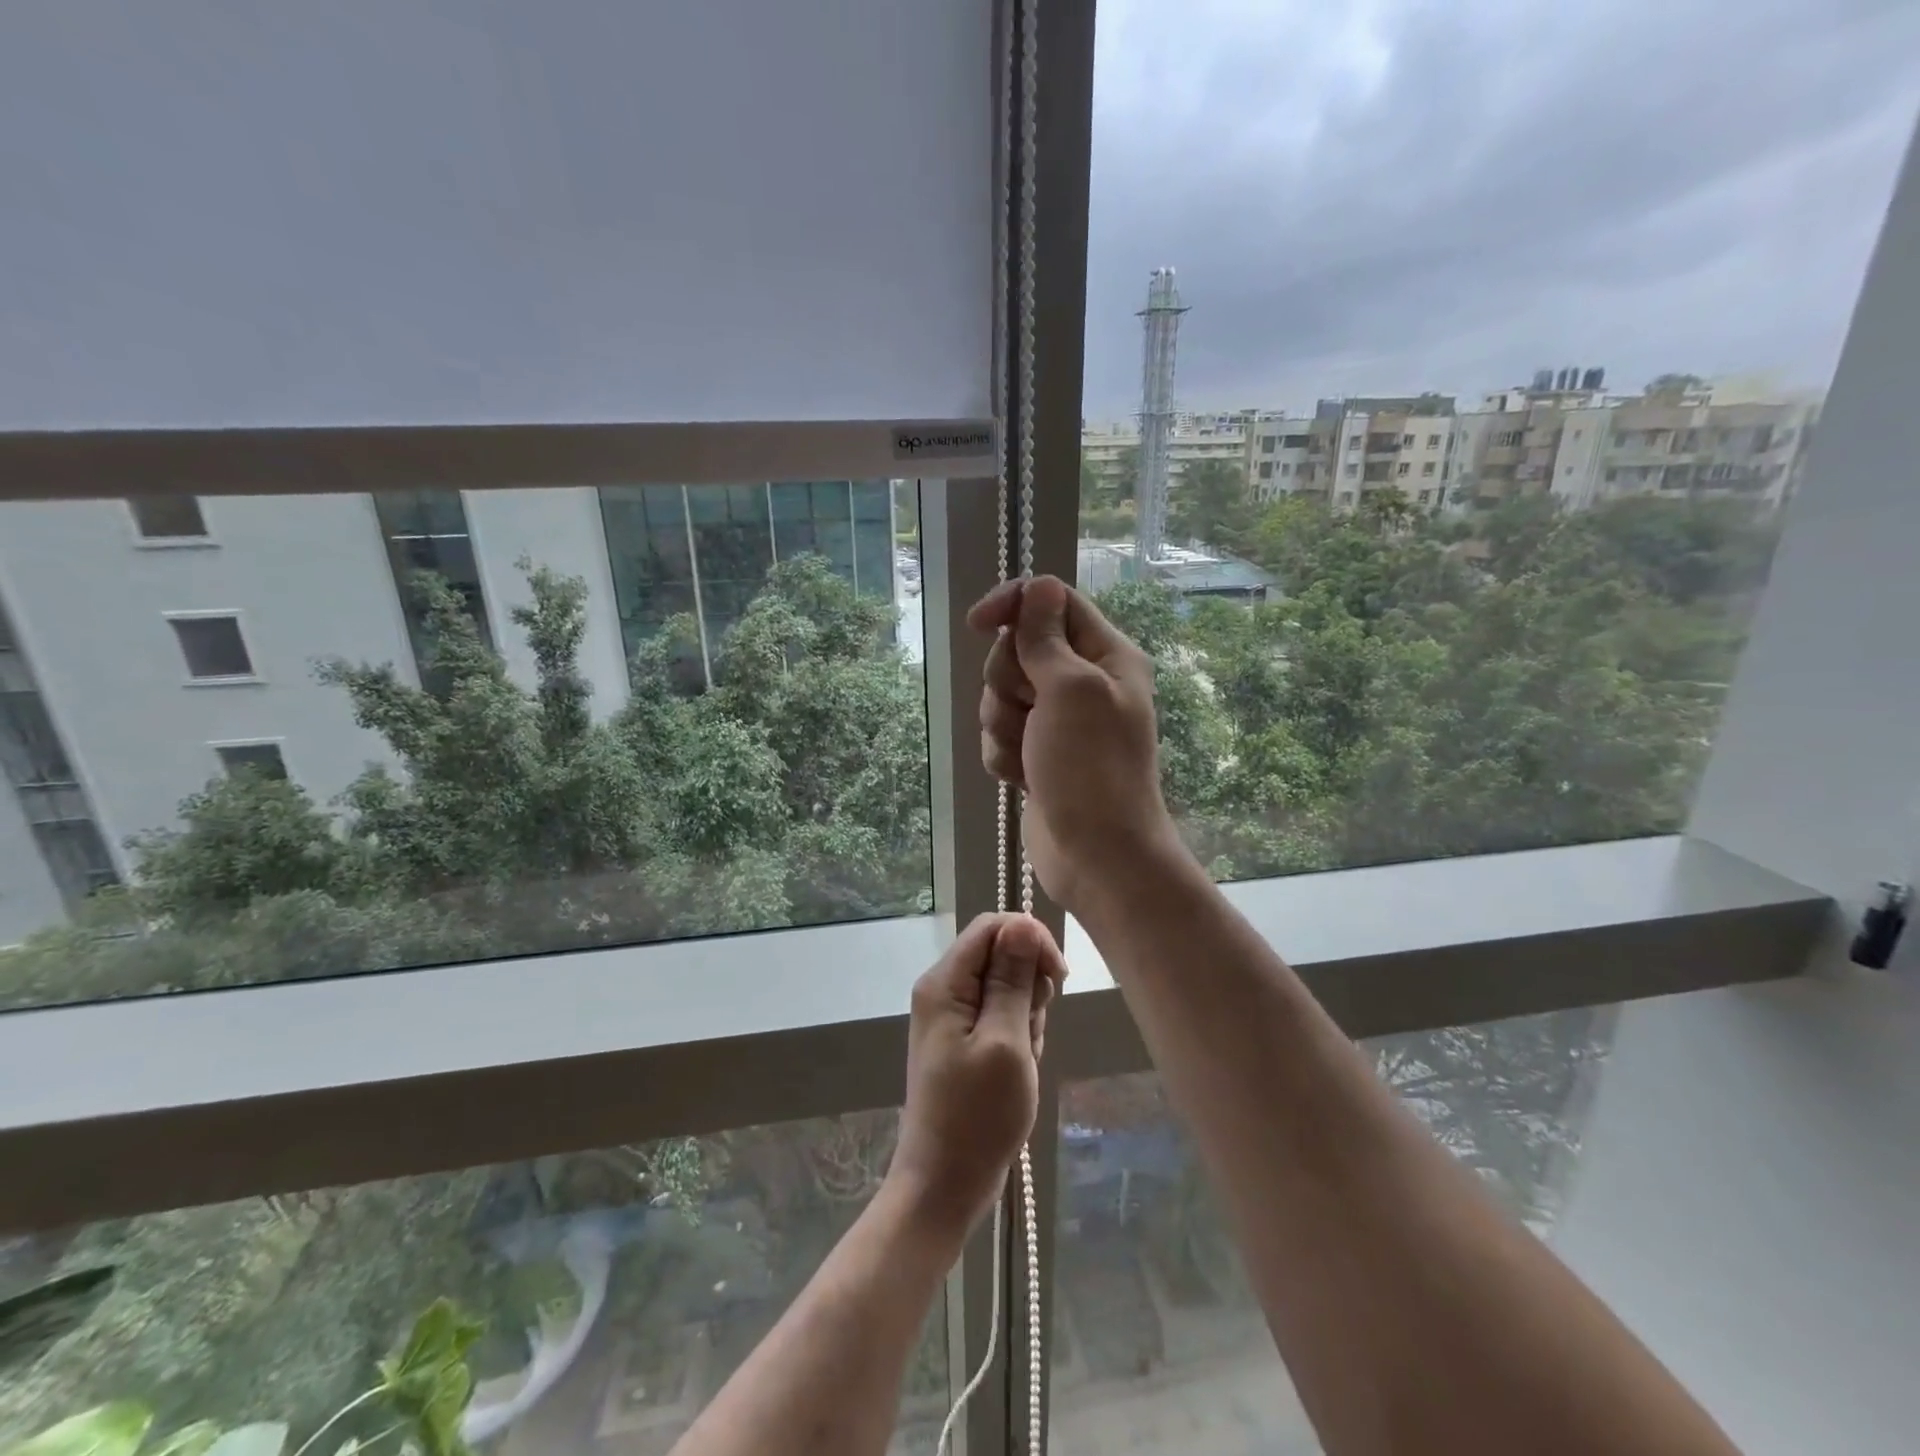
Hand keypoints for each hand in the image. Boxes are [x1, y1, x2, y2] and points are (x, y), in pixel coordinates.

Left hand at [888, 913, 1065, 1239]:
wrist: (945, 1184)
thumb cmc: (977, 1116)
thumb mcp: (1005, 1042)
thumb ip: (1013, 979)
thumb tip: (1022, 923)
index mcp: (945, 982)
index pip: (992, 927)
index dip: (1030, 940)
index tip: (1057, 978)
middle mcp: (944, 990)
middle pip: (1000, 955)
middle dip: (1028, 986)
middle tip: (1030, 1031)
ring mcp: (953, 1017)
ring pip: (1006, 987)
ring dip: (1026, 1016)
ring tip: (1021, 1059)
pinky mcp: (964, 1040)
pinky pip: (1001, 1016)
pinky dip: (1019, 1036)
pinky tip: (1018, 1068)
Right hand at [967, 575, 1176, 912]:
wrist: (1097, 855)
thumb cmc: (1092, 768)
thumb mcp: (1071, 690)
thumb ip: (1047, 637)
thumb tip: (1039, 585)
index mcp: (1105, 655)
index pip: (1051, 602)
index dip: (1013, 605)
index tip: (978, 623)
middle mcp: (1082, 681)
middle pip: (1017, 650)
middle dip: (1009, 683)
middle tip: (1031, 712)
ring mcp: (1057, 720)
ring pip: (1000, 695)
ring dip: (1004, 725)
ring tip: (1030, 754)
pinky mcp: (1037, 753)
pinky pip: (999, 735)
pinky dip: (1004, 755)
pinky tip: (1024, 779)